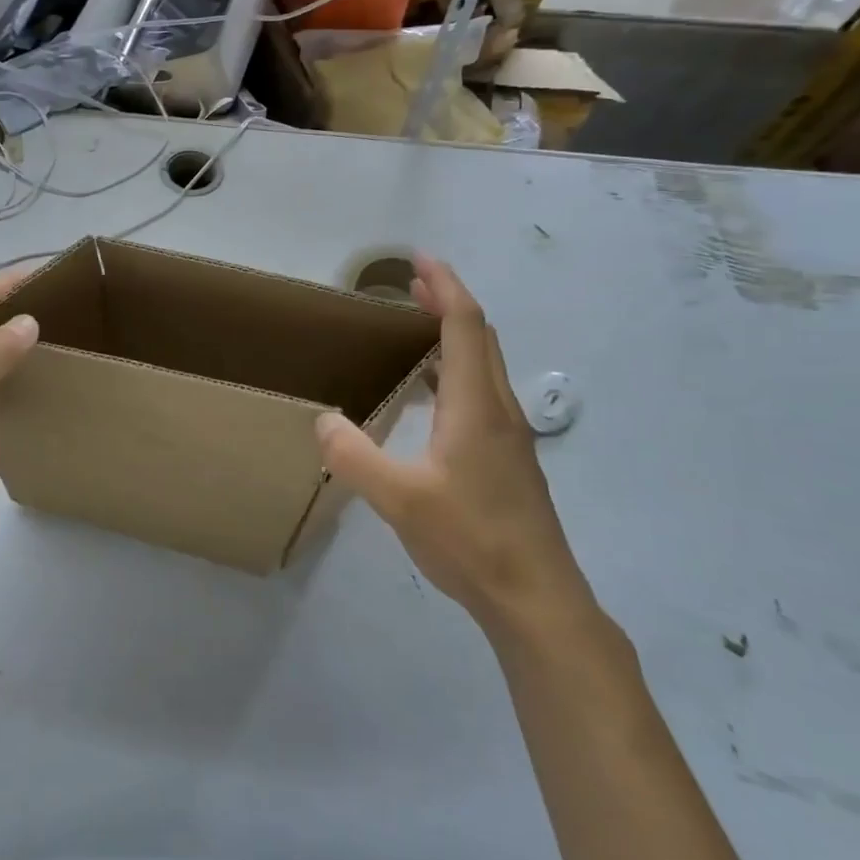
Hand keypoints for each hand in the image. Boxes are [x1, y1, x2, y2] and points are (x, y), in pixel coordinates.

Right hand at [315, 255, 592, 631]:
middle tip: (413, 284)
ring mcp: (510, 437)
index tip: (420, 259)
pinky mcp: (510, 460)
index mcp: (476, 406)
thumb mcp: (398, 499)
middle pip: (481, 337)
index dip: (445, 285)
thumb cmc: (470, 540)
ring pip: (486, 365)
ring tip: (419, 327)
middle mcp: (499, 410)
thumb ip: (354, 456)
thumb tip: (323, 420)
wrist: (537, 600)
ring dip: (455, 335)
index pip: (465, 325)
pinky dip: (458, 369)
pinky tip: (434, 396)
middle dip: (449, 301)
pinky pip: (483, 393)